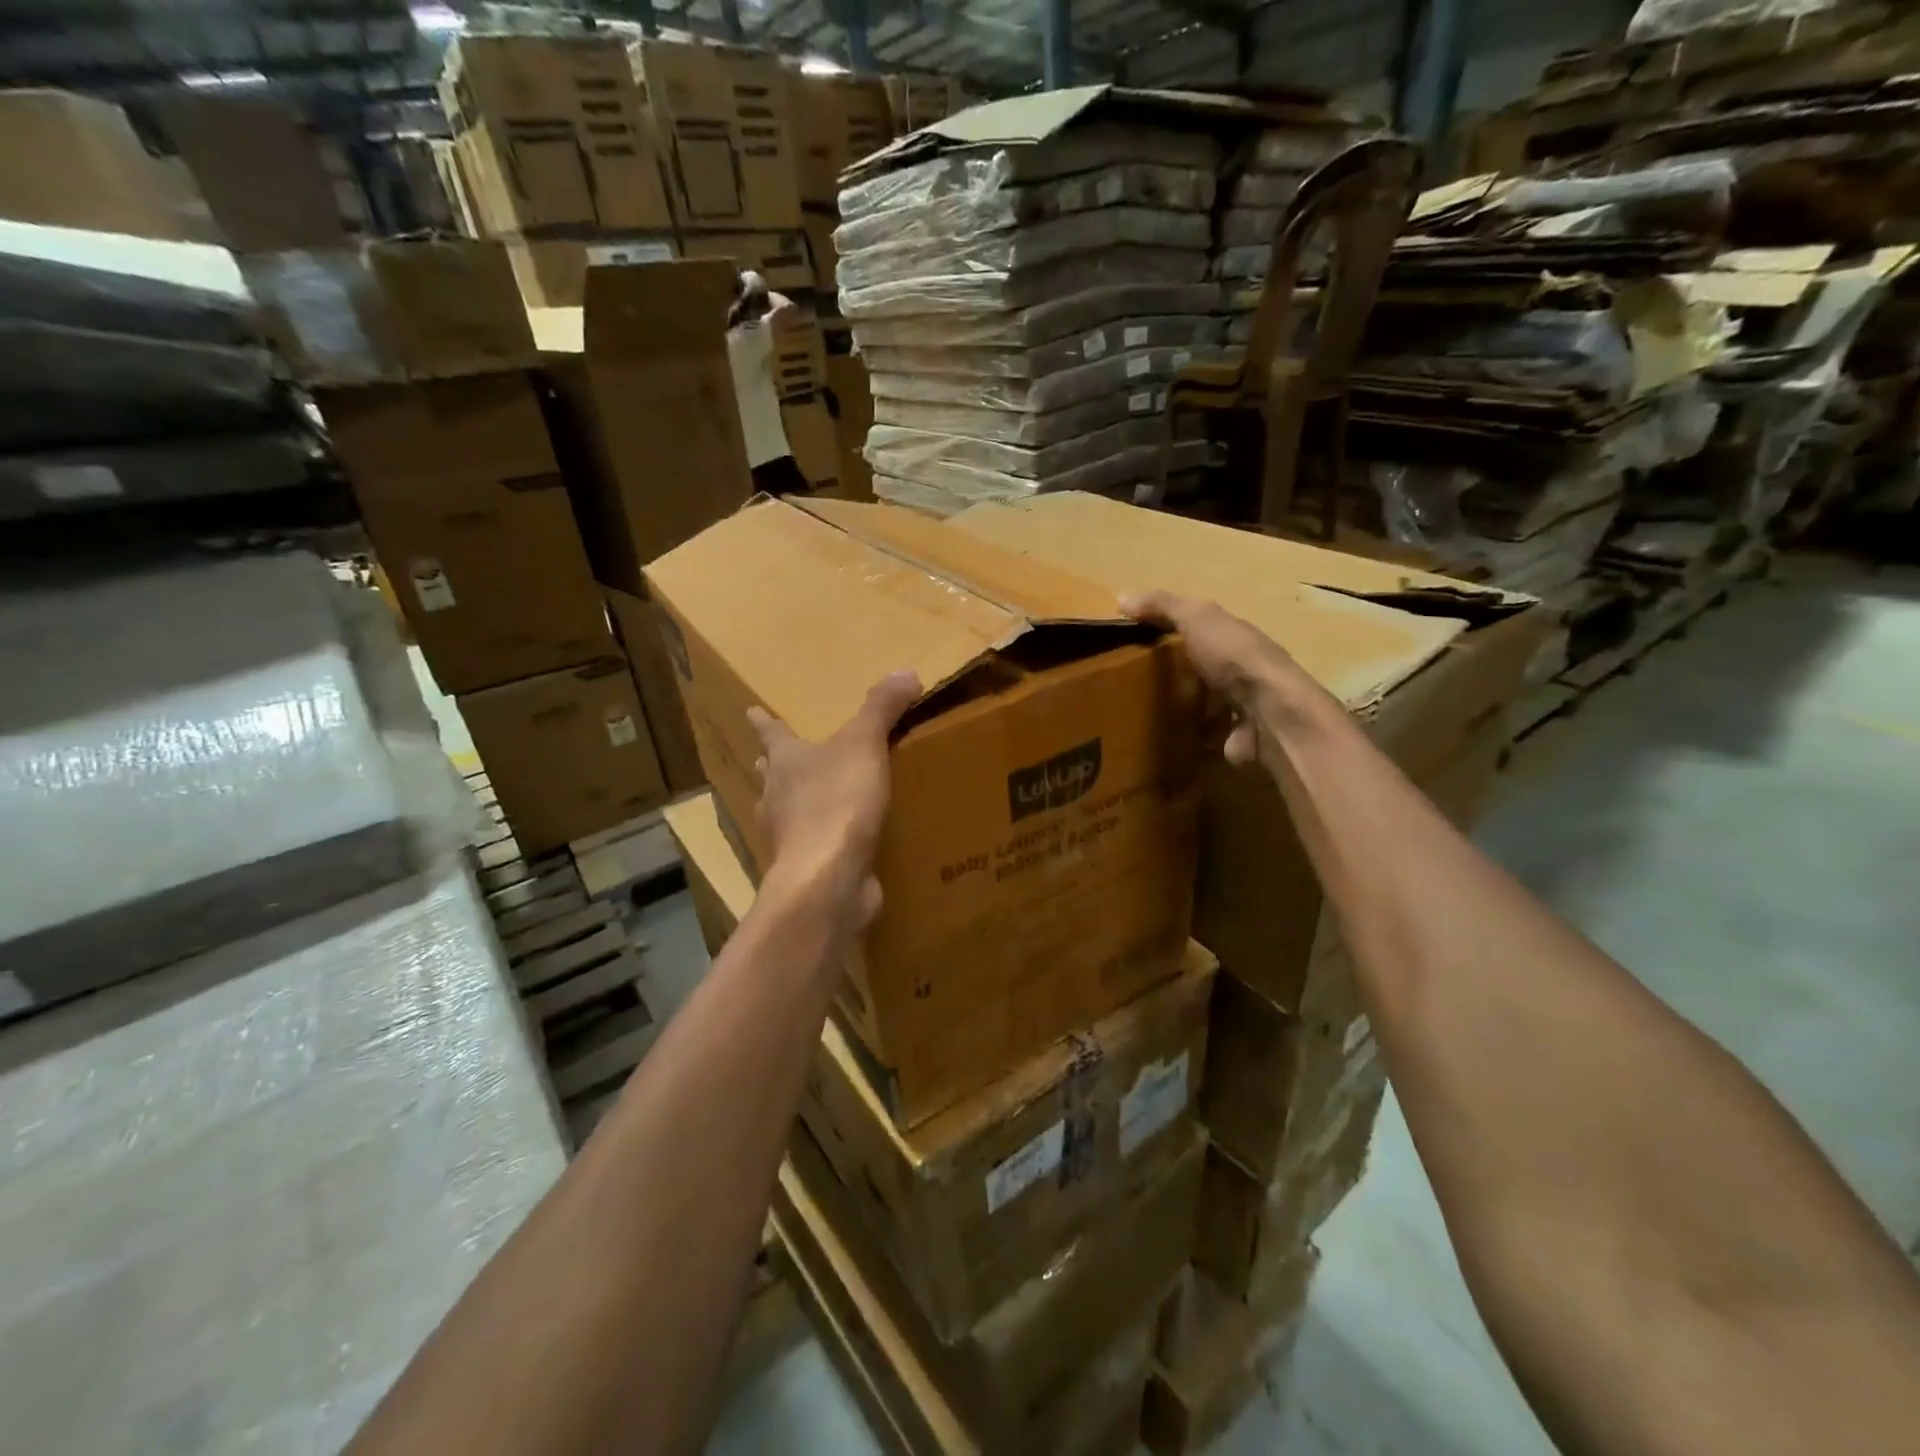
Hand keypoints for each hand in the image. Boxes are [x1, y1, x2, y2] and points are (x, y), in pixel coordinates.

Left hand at [747, 670, 921, 931]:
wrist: (827, 879)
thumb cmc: (837, 802)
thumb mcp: (864, 744)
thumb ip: (882, 708)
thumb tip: (905, 672)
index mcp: (786, 762)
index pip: (772, 733)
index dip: (764, 721)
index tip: (750, 711)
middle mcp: (778, 797)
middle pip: (771, 775)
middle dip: (772, 766)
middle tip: (771, 759)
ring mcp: (788, 837)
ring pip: (784, 812)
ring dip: (792, 804)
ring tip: (805, 799)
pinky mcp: (807, 868)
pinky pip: (812, 846)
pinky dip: (821, 840)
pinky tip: (840, 842)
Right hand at [1121, 590, 1327, 766]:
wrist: (1270, 714)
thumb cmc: (1234, 659)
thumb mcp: (1197, 619)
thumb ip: (1163, 606)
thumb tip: (1122, 597)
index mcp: (1234, 637)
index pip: (1200, 628)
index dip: (1170, 630)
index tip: (1135, 640)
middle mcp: (1242, 669)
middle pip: (1204, 667)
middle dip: (1177, 672)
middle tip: (1133, 682)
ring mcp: (1242, 706)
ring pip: (1207, 703)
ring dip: (1184, 708)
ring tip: (1144, 713)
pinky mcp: (1236, 739)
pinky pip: (1208, 737)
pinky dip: (1191, 739)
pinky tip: (1165, 740)